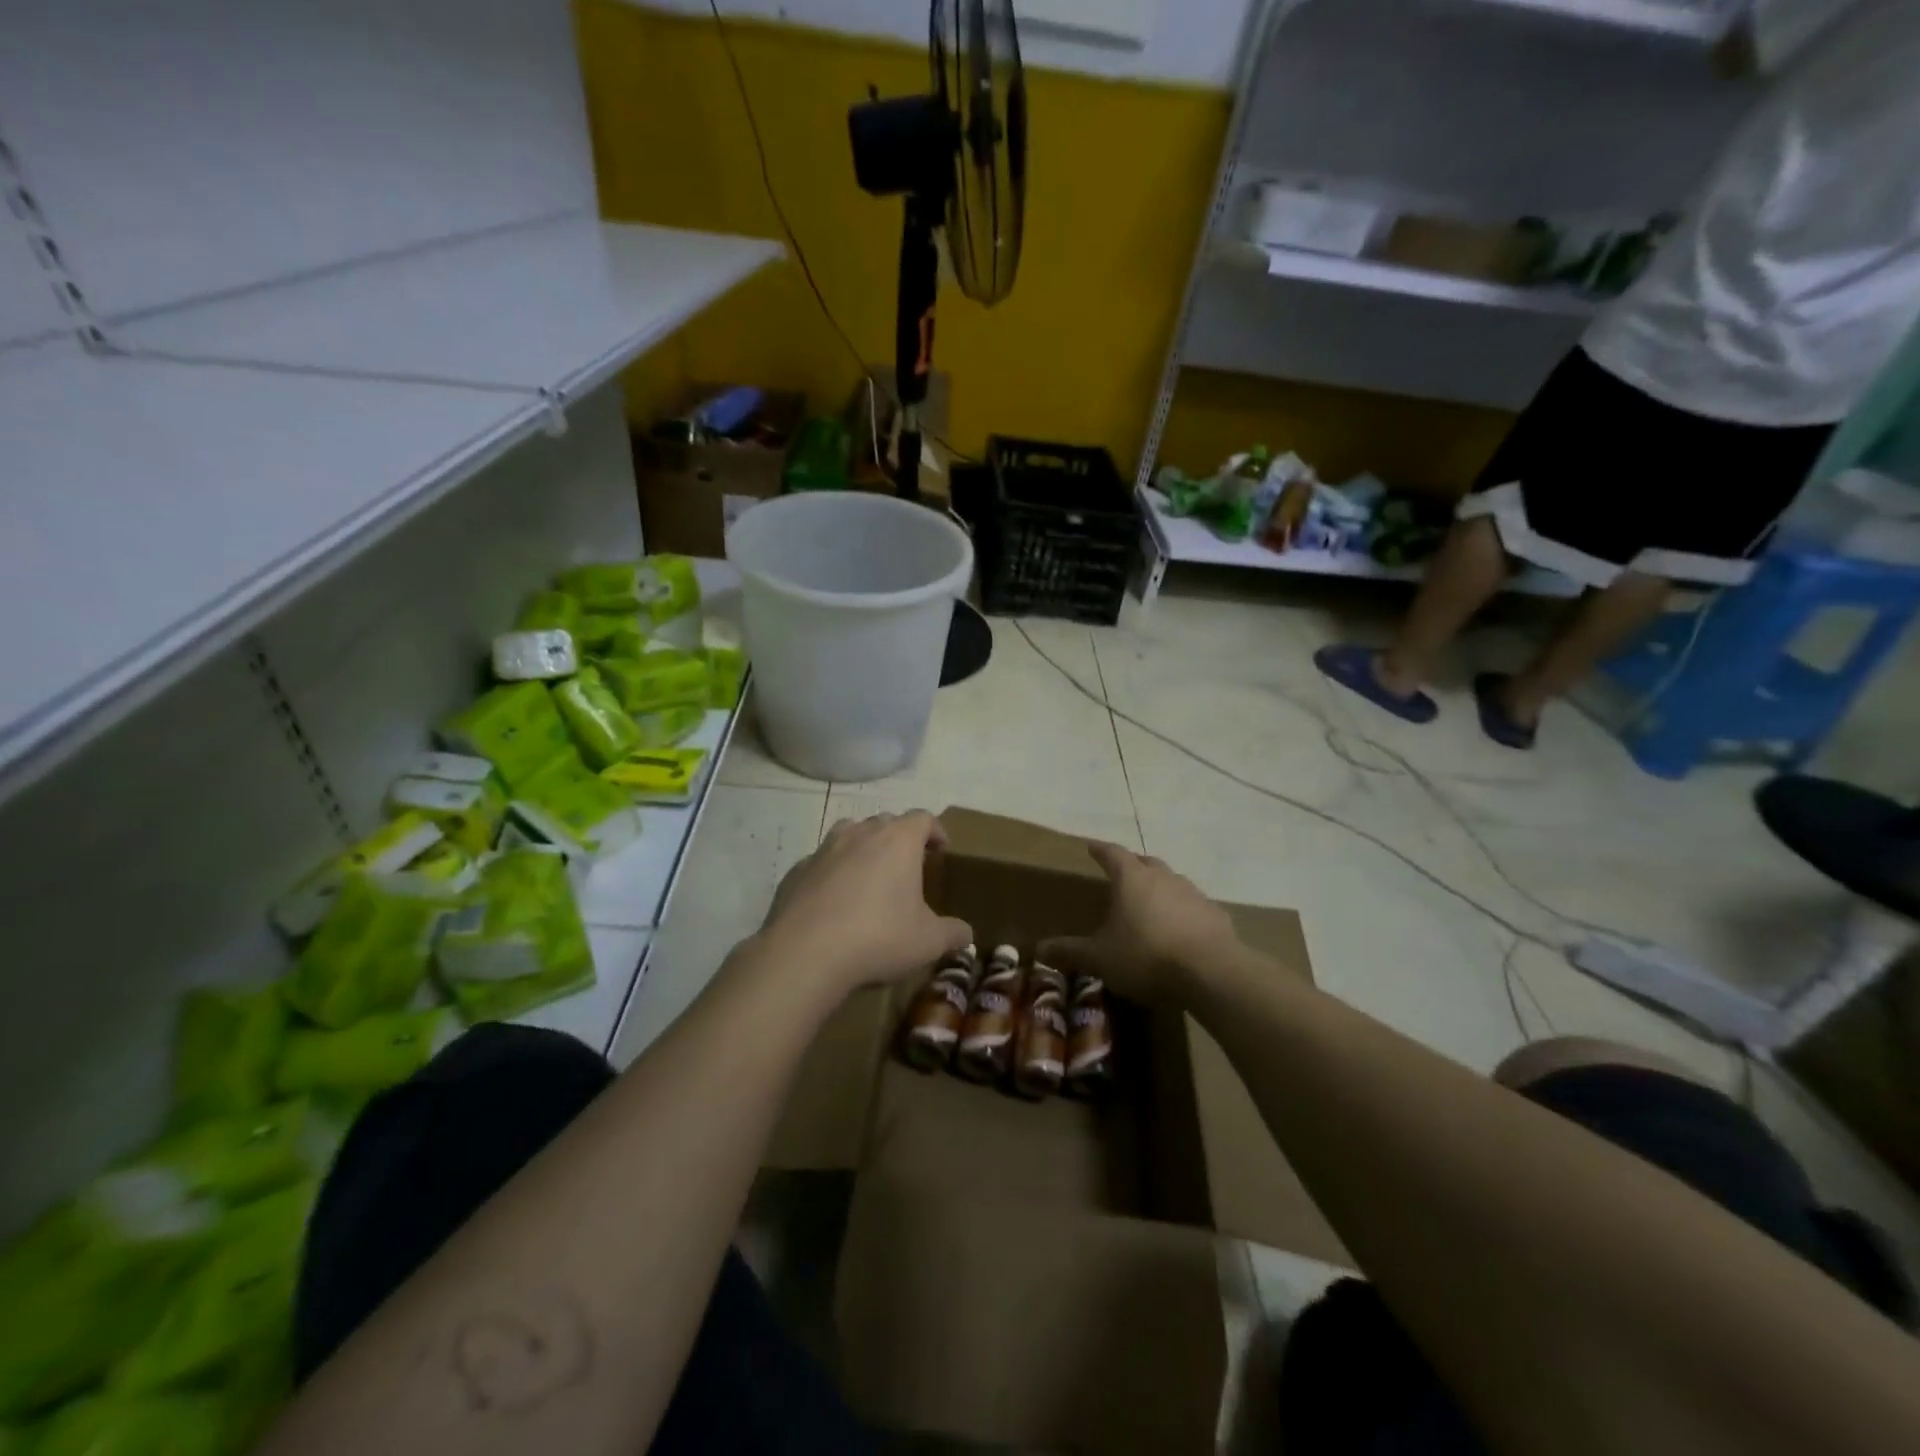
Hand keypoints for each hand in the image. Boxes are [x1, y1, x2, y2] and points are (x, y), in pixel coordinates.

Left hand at [755, 811, 971, 997]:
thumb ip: (952, 934)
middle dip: (899, 838)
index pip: (922, 818)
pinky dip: (832, 872)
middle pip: (885, 822)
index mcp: (898, 841)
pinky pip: (821, 862)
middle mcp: (861, 834)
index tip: (941, 848)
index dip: (935, 830)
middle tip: (908, 864)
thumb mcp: (928, 942)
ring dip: (863, 847)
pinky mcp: (797, 870)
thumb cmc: (878, 938)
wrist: (805, 952)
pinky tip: (834, 900)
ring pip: (850, 833)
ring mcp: (824, 849)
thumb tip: (966, 935)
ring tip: (870, 874)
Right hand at [1038, 842, 1238, 1004]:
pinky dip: (1184, 911)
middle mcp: (1163, 878)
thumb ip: (1071, 951)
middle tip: (1122, 873)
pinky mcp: (1216, 915)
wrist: (1211, 972)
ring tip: (1151, 902)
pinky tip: (1182, 929)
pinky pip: (1195, 906)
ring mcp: (1193, 894)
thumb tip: (1039, 949)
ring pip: (1173, 881)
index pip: (1112, 854)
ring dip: (1160, 887)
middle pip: (1145, 862)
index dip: (1100, 850)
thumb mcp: (1100, 958)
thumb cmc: (1146, 956)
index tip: (1091, 846)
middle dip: (1132, 865)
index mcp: (1132, 879)